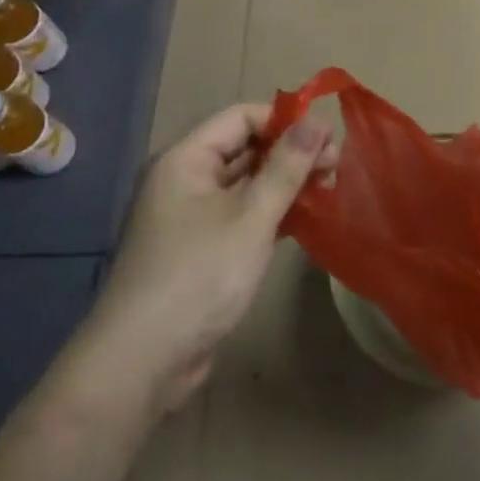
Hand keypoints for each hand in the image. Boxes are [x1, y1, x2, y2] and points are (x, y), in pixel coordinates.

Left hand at [94, 105, 334, 411]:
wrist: (143, 362)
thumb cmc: (198, 276)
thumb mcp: (251, 217)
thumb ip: (287, 167)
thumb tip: (318, 121)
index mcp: (186, 160)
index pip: (241, 117)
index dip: (285, 120)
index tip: (328, 135)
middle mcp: (185, 180)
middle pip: (244, 148)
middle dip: (291, 152)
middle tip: (336, 165)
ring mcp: (190, 216)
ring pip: (245, 183)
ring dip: (285, 182)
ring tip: (328, 188)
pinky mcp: (200, 249)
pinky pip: (240, 214)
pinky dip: (271, 211)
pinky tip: (304, 218)